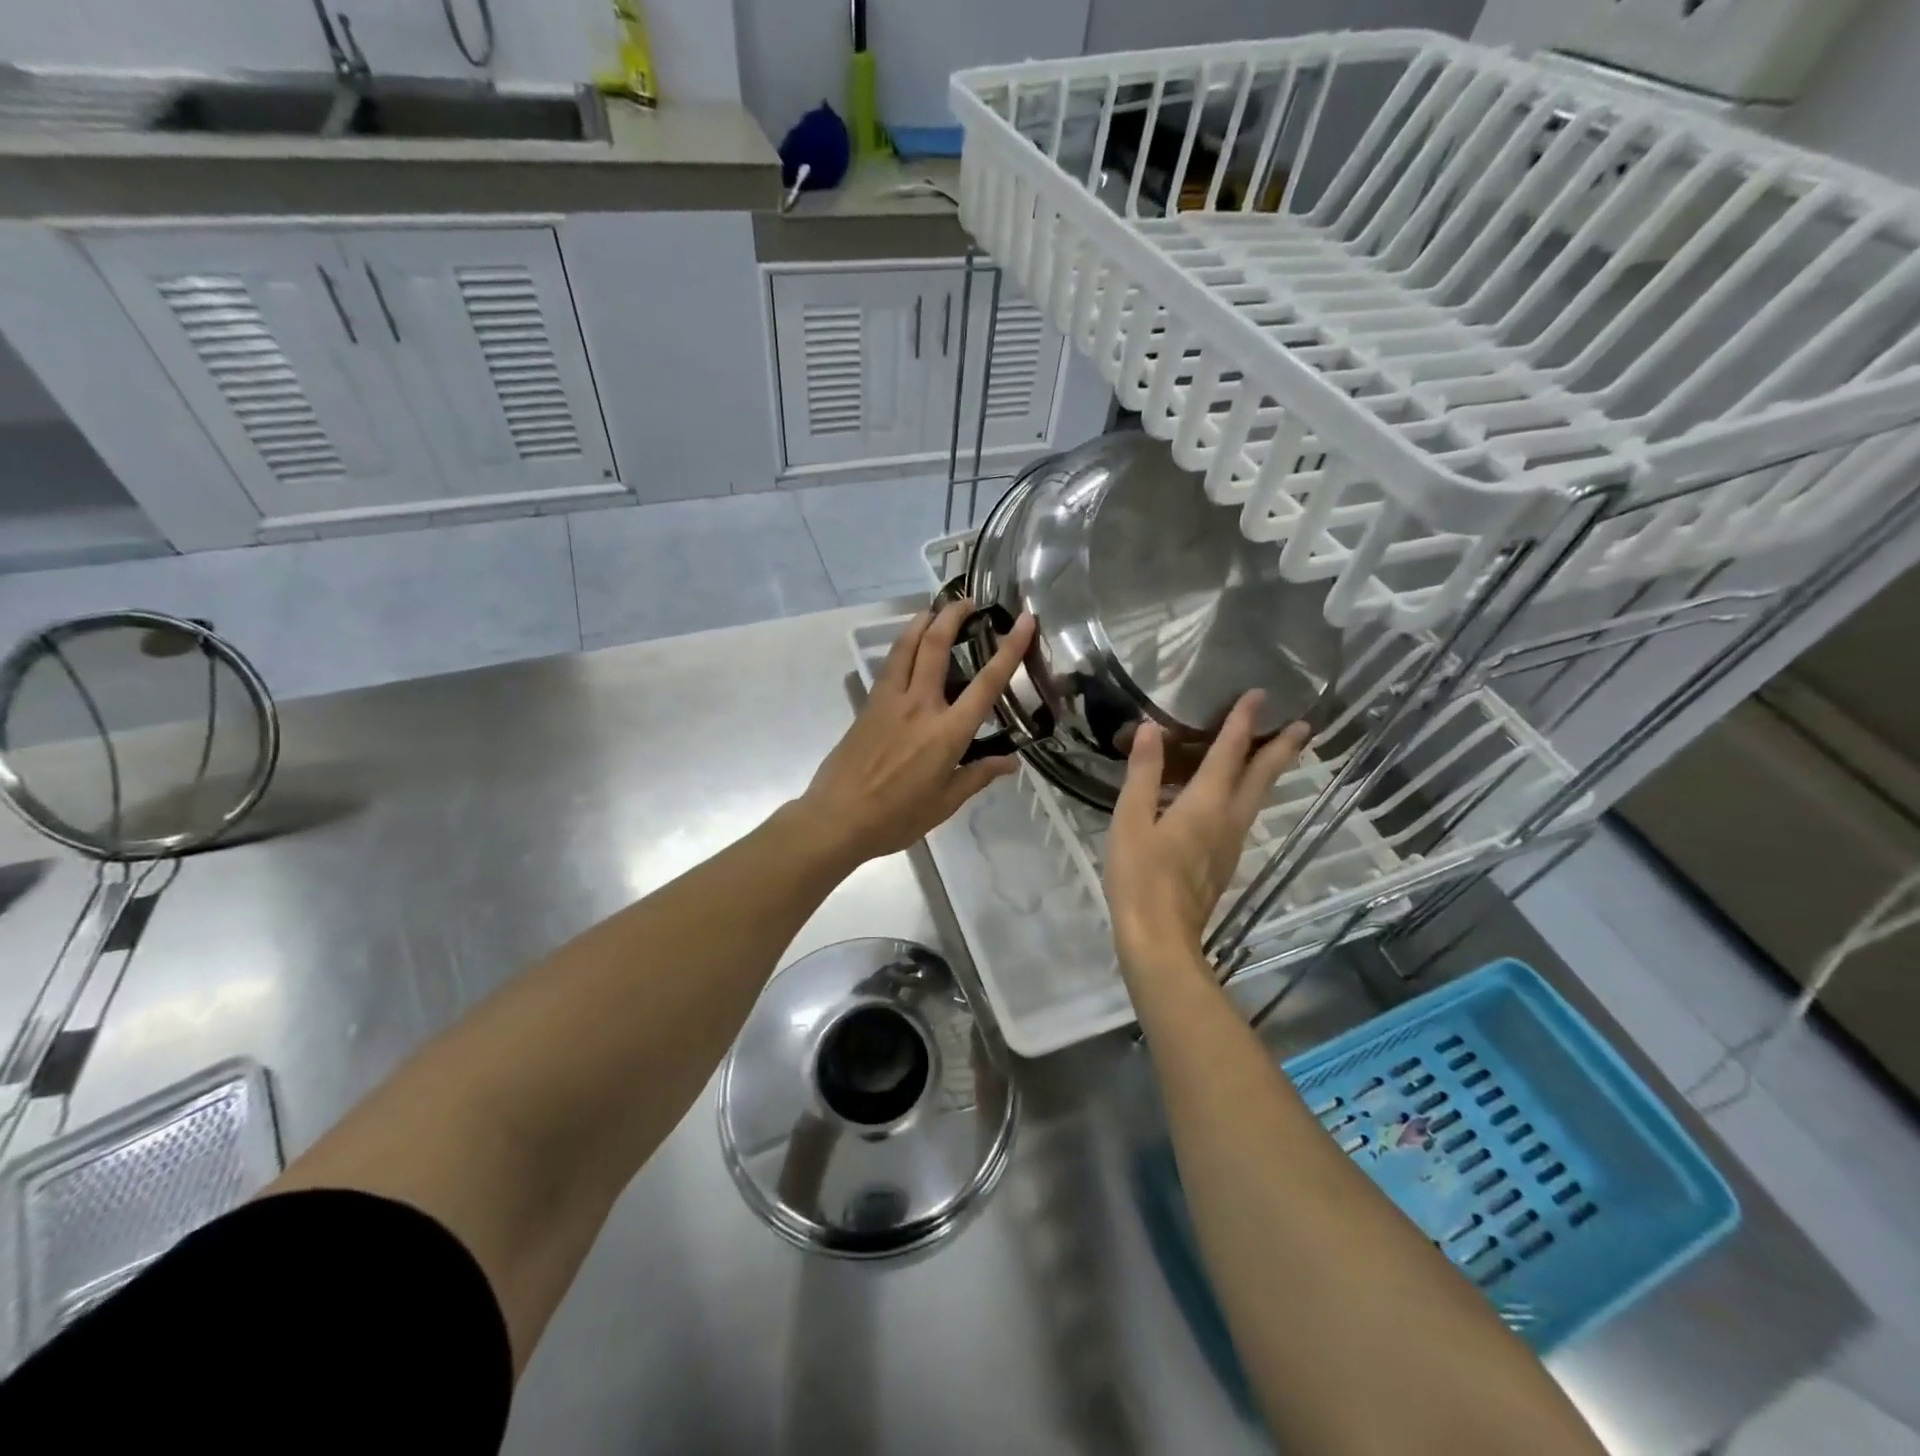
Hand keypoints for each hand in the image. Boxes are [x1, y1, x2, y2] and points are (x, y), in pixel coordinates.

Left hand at [797, 600, 1035, 865]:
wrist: (837, 818)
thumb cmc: (896, 817)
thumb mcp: (945, 803)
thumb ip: (977, 776)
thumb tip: (1009, 762)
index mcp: (947, 732)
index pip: (987, 683)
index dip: (1010, 648)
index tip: (1024, 620)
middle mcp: (920, 705)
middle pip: (937, 646)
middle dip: (953, 616)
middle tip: (968, 600)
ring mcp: (890, 701)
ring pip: (907, 646)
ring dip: (923, 621)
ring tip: (935, 609)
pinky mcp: (868, 705)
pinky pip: (890, 665)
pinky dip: (903, 645)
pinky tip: (908, 646)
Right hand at [1103, 693, 1310, 971]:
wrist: (1159, 937)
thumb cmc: (1140, 876)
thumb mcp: (1131, 820)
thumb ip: (1143, 773)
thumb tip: (1151, 729)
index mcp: (1205, 804)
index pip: (1229, 753)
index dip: (1242, 722)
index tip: (1258, 694)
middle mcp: (1228, 819)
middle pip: (1261, 776)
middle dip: (1281, 748)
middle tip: (1303, 724)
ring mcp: (1230, 843)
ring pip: (1257, 797)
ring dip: (1270, 770)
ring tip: (1278, 751)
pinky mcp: (1224, 861)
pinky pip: (1243, 814)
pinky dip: (1250, 793)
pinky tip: (1236, 796)